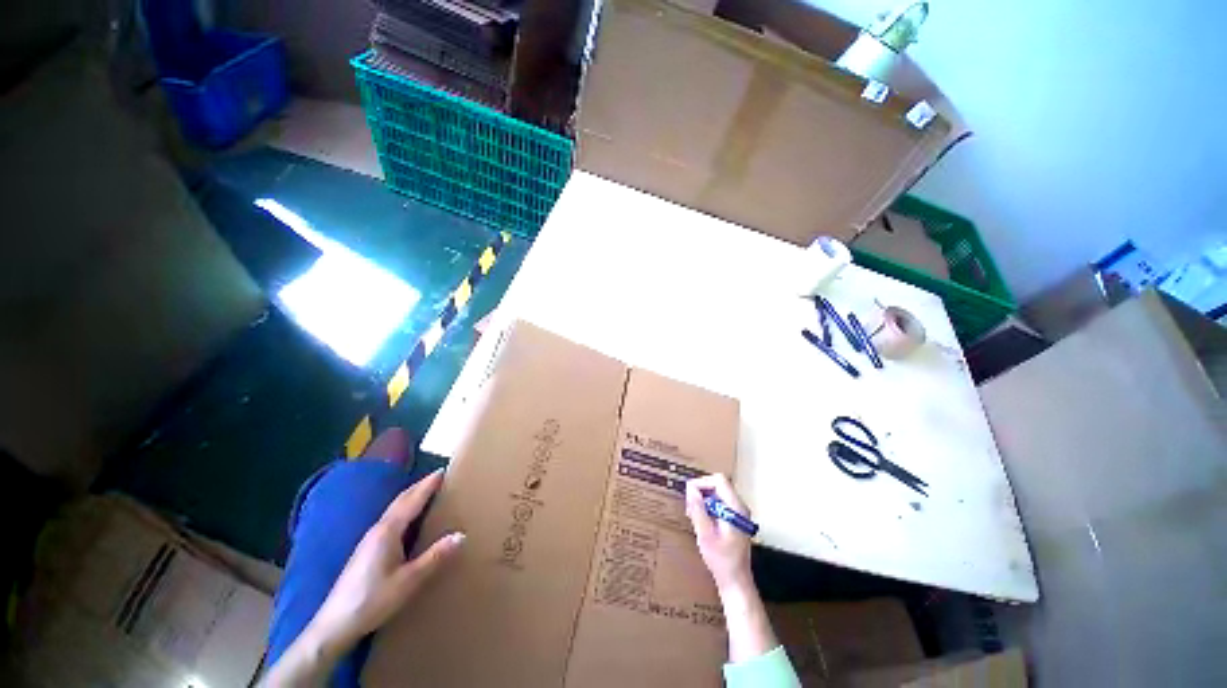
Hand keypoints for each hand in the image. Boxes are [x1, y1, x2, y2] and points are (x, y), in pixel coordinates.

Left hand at [307, 469, 464, 649]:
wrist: (334, 625)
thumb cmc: (373, 600)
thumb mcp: (409, 580)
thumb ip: (435, 557)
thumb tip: (461, 535)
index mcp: (388, 531)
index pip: (412, 500)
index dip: (428, 485)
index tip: (443, 470)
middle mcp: (378, 529)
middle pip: (401, 500)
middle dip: (420, 486)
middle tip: (439, 477)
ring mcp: (369, 539)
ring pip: (394, 509)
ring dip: (411, 497)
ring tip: (428, 492)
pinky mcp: (366, 550)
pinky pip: (390, 519)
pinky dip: (404, 509)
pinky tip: (408, 519)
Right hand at [685, 473, 752, 593]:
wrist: (735, 581)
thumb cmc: (721, 559)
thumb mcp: (705, 534)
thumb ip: (698, 509)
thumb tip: (690, 488)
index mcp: (736, 508)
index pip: (719, 480)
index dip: (702, 483)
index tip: (689, 494)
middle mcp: (739, 506)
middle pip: (718, 485)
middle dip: (701, 491)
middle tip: (689, 507)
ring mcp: (738, 513)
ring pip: (717, 493)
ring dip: (703, 500)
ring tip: (693, 514)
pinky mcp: (734, 519)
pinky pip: (719, 503)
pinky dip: (707, 507)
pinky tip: (700, 521)